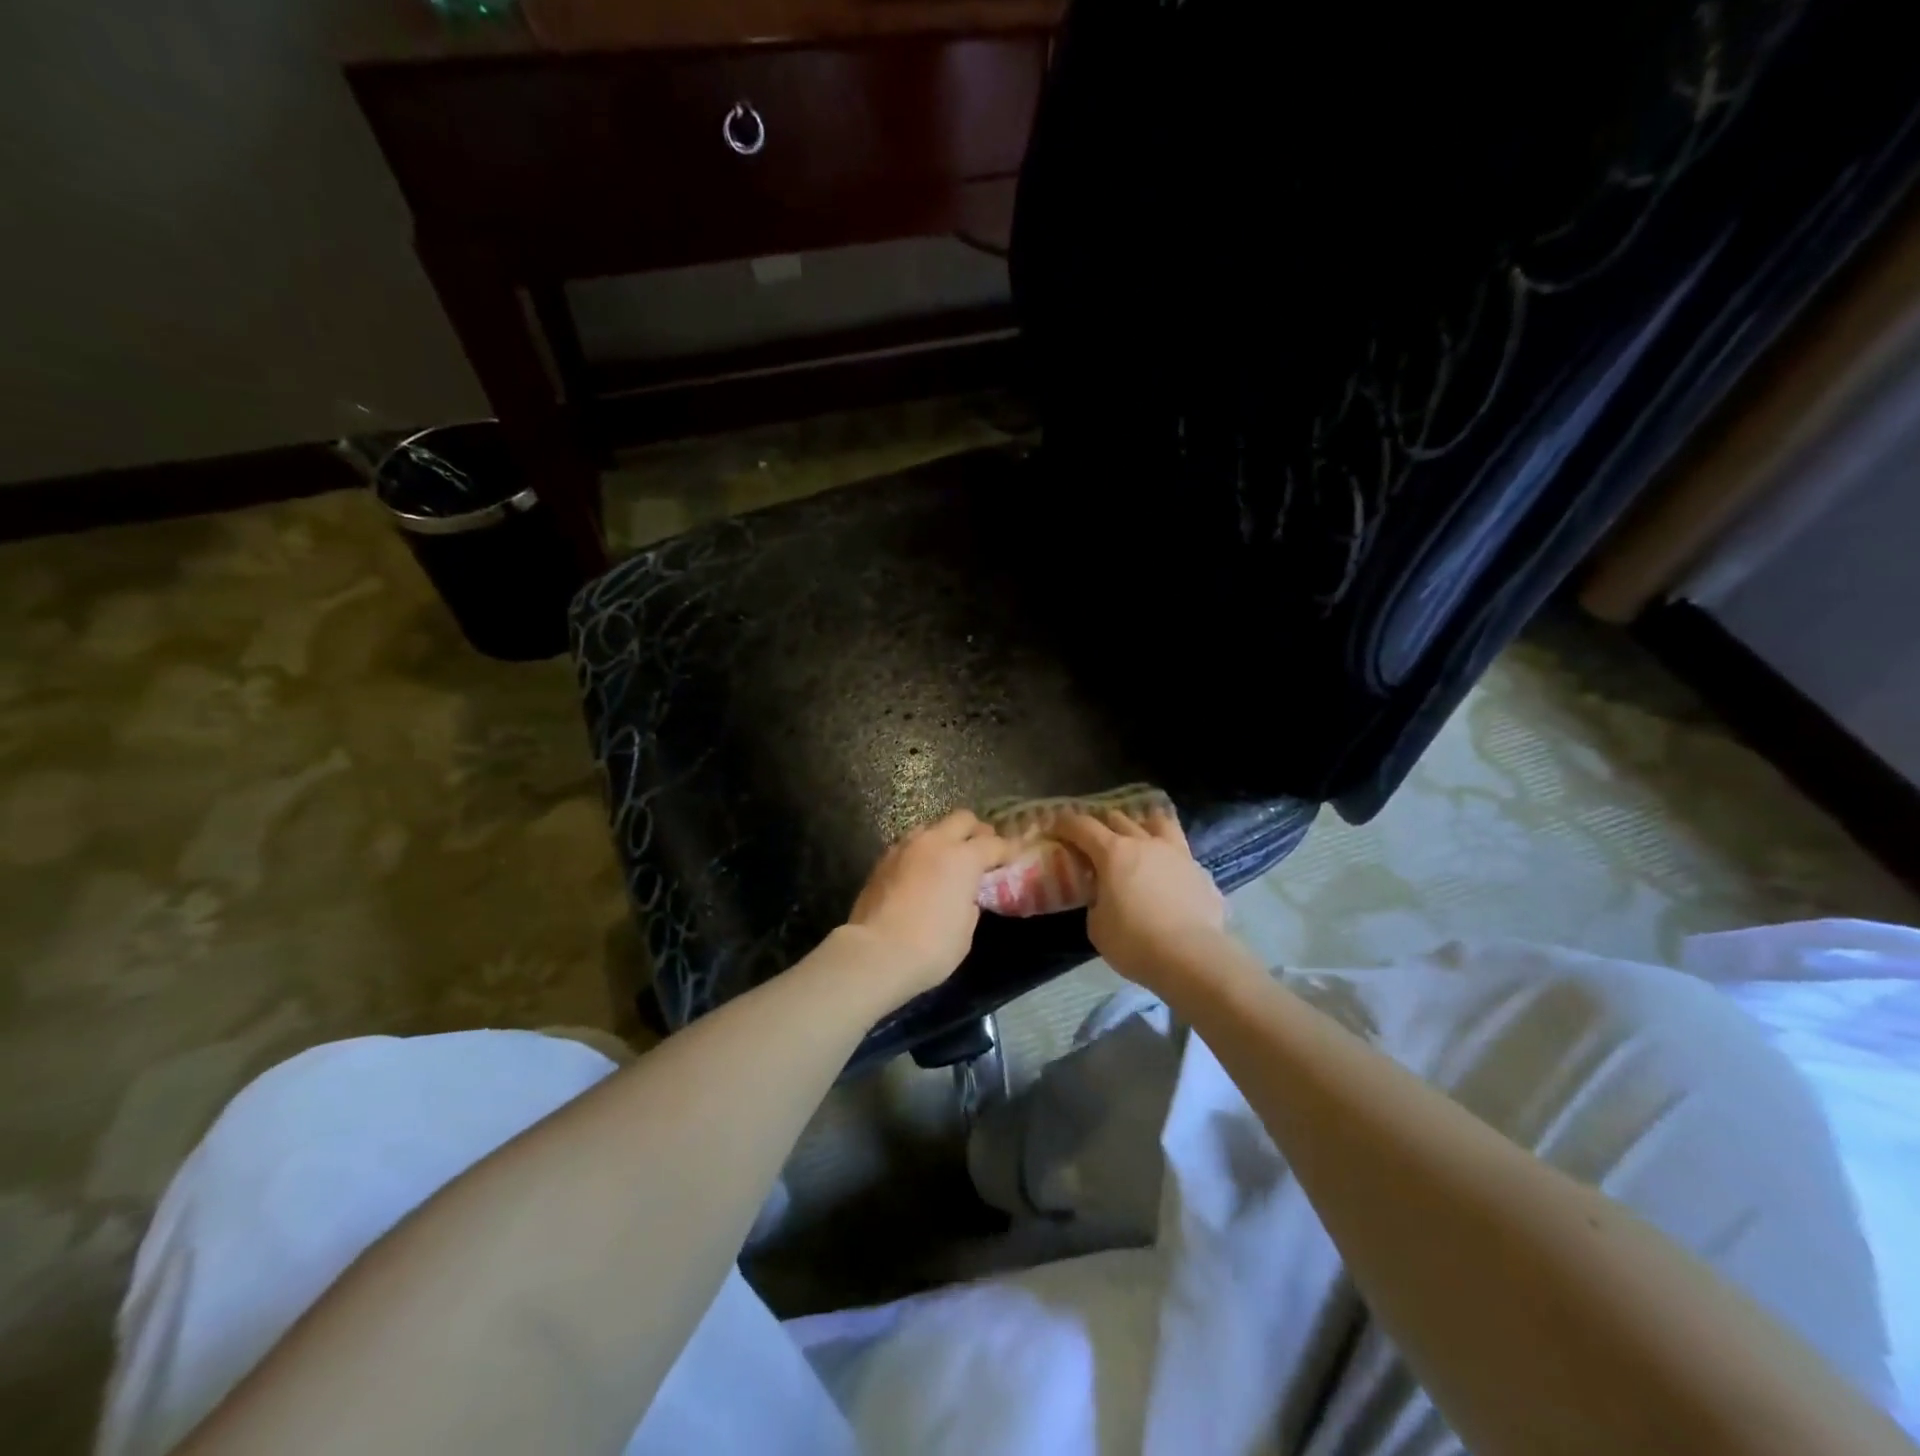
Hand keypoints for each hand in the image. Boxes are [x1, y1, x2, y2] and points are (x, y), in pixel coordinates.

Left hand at [845, 810, 1010, 998]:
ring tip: (948, 857)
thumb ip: (970, 902)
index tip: (1013, 856)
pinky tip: (921, 870)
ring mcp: (905, 847)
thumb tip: (965, 894)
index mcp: (963, 858)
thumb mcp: (966, 929)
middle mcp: (935, 842)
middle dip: (976, 831)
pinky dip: (921, 851)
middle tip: (982, 849)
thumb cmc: (932, 947)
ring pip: (932, 826)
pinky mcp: (882, 859)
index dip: (1007, 850)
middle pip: (962, 819)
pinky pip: (909, 844)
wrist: (876, 953)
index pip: (994, 844)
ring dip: (945, 837)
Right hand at [1051, 807, 1226, 991]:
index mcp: (1114, 853)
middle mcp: (1146, 844)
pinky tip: (1170, 878)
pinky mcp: (1202, 873)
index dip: (1066, 824)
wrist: (1192, 958)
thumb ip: (1097, 902)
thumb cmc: (1134, 942)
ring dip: (1143, 825)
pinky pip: (1182, 856)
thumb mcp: (1097, 926)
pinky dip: (1170, 860)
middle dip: (1103, 824)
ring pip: (1159, 823)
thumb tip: (1106, 897)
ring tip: (1139, 838)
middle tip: (1094, 839)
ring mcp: (1178, 855)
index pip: (1083, 826)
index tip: (1056, 827)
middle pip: (1119, 819)